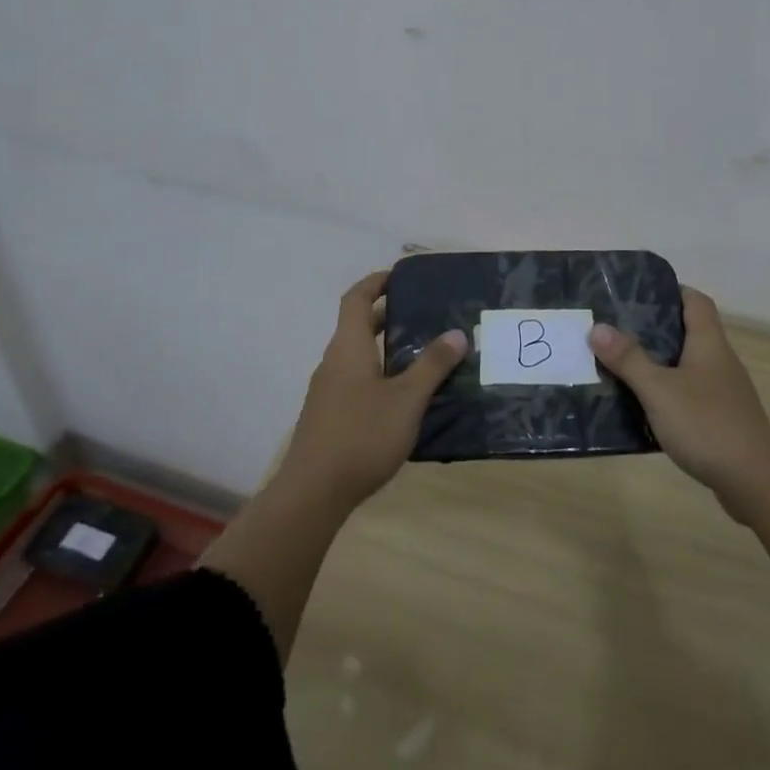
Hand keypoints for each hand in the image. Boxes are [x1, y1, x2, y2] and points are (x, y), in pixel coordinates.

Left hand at [280, 269, 467, 510]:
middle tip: (424, 314)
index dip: (376, 282)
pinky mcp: (330, 416)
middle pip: (357, 325)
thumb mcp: (407, 400)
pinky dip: (379, 374)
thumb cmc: (361, 435)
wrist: (312, 494)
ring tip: (423, 354)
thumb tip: (457, 333)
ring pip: (358, 355)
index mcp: (348, 347)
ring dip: (385, 347)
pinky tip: (404, 396)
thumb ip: (432, 366)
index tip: (401, 276)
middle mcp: (334, 362)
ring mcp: (328, 390)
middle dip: (387, 315)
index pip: (356, 298)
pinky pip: (357, 380)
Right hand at [591, 286, 769, 520]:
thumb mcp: (659, 390)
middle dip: (653, 328)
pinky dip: (667, 393)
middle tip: (616, 329)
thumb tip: (597, 327)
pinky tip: (642, 406)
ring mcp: (723, 392)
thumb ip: (629, 359)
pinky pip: (689, 394)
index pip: (696, 301)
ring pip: (686, 365)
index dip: (671, 290)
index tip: (638, 293)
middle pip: (688, 331)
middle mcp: (720, 361)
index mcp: (709, 343)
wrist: (756, 483)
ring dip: (657, 363)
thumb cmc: (707, 425)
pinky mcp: (722, 420)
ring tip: (621, 365)